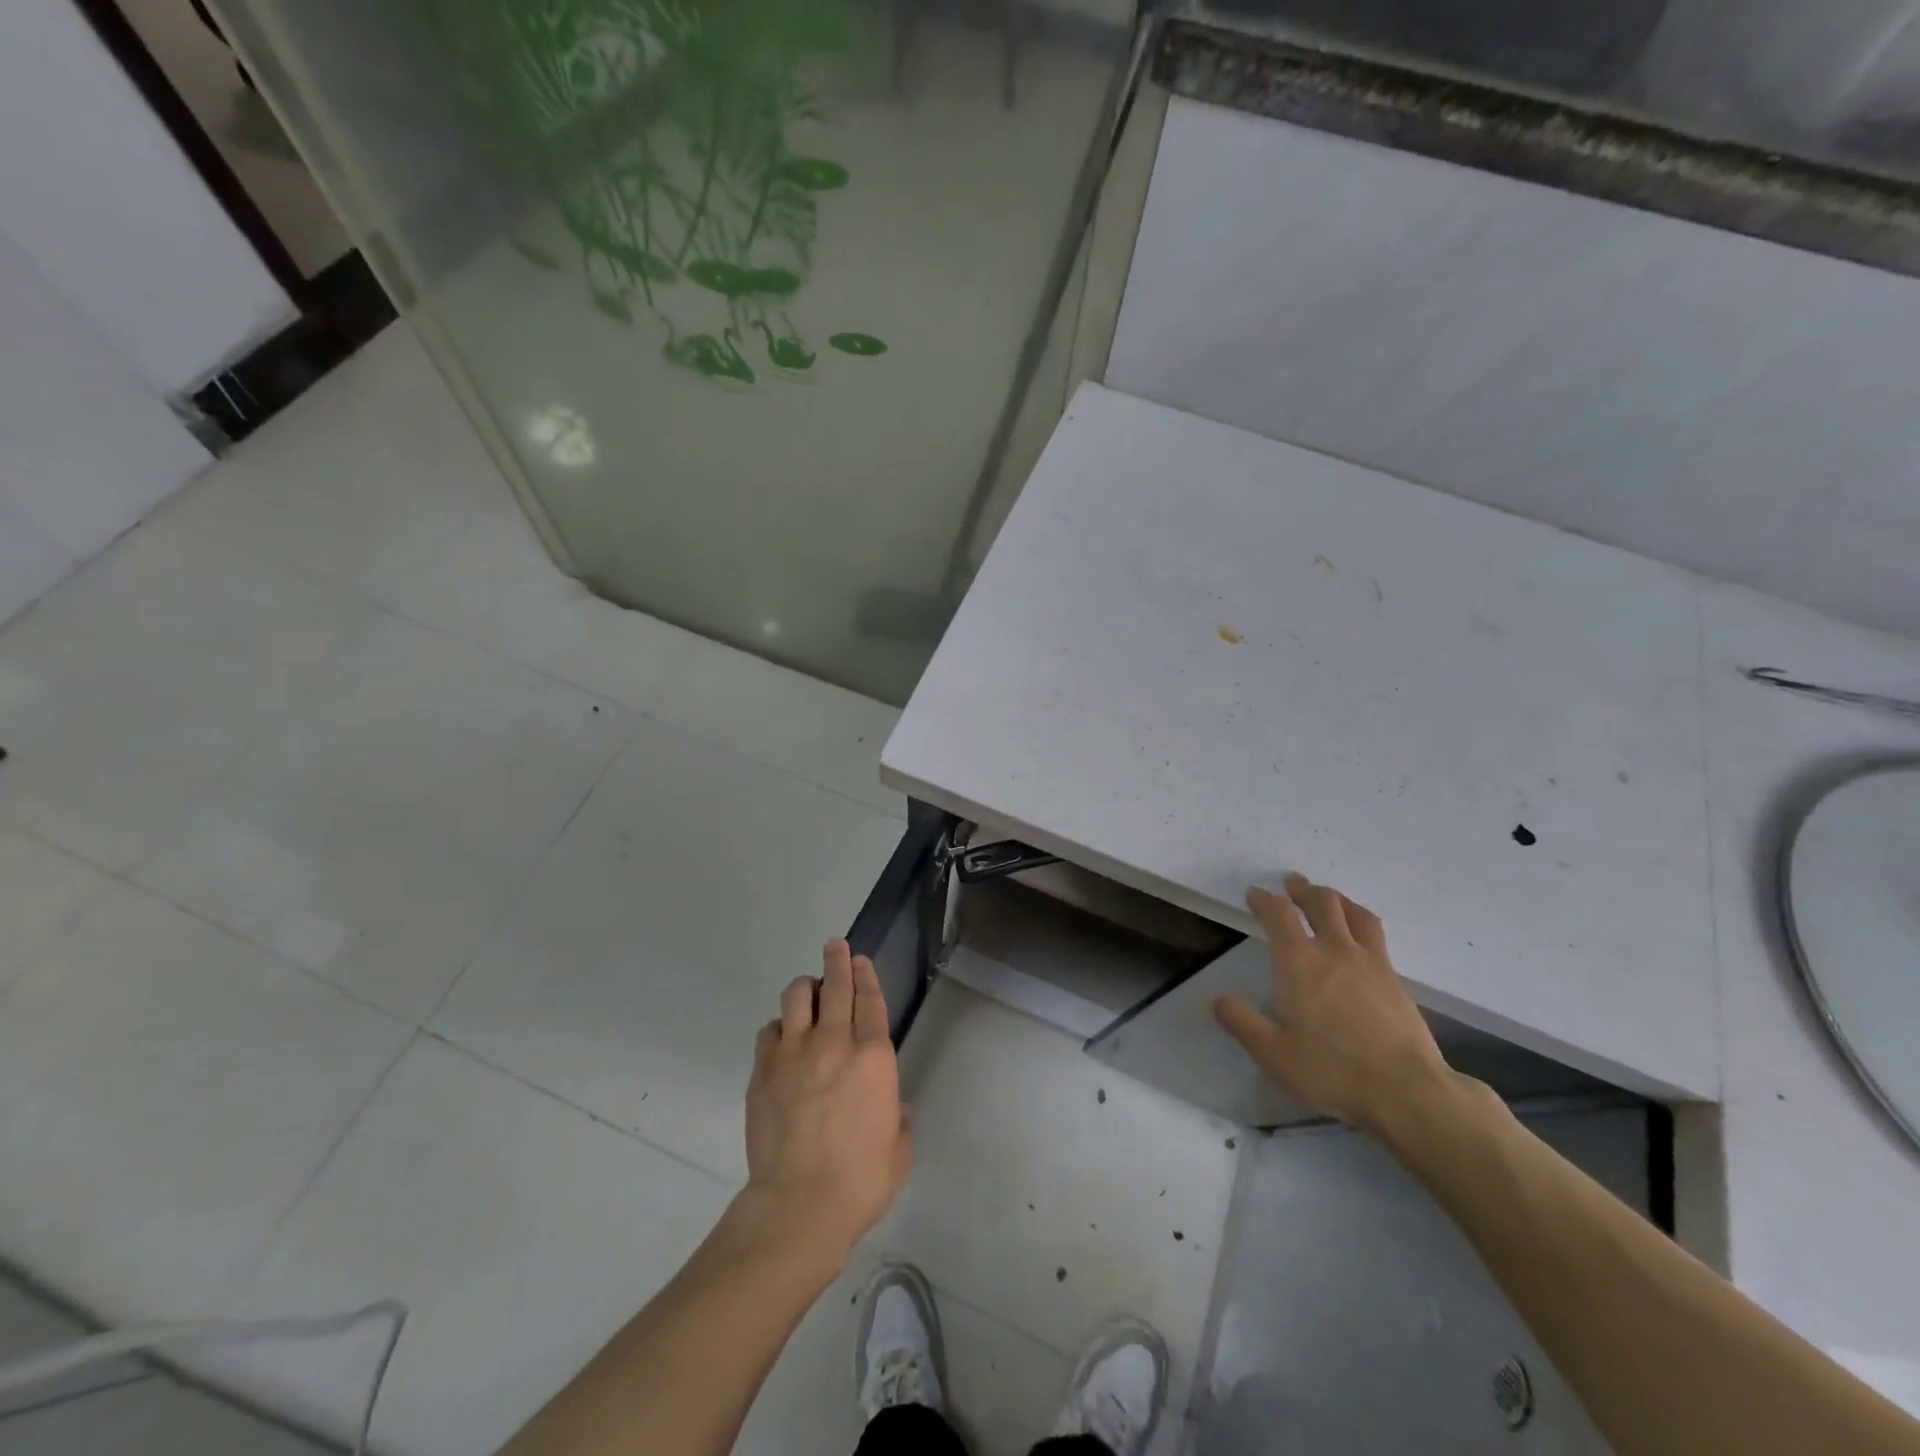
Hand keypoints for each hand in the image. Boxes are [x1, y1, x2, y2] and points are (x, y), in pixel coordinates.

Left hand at [744, 940, 910, 1264]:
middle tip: (835, 946)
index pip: (870, 999)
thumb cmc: (861, 1179)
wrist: (800, 1205)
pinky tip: (784, 1036)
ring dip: (807, 987)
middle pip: (836, 986)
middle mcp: (834, 1043)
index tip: (860, 960)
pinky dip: (780, 1026)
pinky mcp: (763, 1070)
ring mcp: (794, 1053)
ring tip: (810, 990)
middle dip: (837, 961)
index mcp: (873, 1057)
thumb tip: (888, 1104)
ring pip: (797, 996)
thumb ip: (897, 1115)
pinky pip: (770, 1030)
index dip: (865, 975)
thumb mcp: (899, 1147)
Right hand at [1213, 874, 1449, 1132]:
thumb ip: (1242, 1022)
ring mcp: (1370, 962)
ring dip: (1336, 898)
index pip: (1278, 915)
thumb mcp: (1273, 1054)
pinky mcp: (1395, 978)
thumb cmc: (1331, 1070)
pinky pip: (1375, 934)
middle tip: (1293, 883)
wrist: (1406, 1090)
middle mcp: (1334, 950)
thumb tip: (1218, 999)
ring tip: (1328, 897)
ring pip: (1354, 913)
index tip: (1255, 894)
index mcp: (1298, 962)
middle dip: (1303, 889)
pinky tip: (1360, 934)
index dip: (1264, 900)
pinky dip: (1360, 920)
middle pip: (1321, 903)